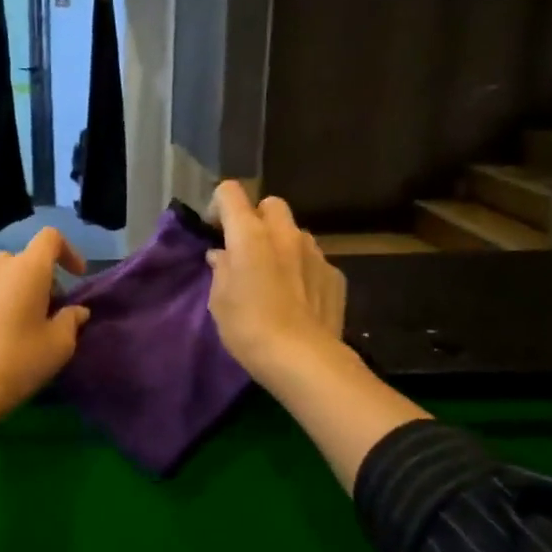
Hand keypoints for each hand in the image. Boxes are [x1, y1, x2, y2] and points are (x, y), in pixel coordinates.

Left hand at [0, 228, 89, 489]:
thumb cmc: (18, 362)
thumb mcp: (59, 345)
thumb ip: (72, 320)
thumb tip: (76, 311)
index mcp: (26, 270)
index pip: (50, 238)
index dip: (69, 252)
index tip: (78, 277)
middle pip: (24, 258)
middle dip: (42, 277)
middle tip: (51, 309)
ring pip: (1, 276)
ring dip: (17, 290)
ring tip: (25, 324)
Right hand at [205, 181, 346, 387]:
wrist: (302, 358)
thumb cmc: (248, 326)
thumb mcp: (219, 300)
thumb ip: (221, 269)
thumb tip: (222, 255)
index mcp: (250, 235)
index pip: (231, 193)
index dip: (219, 206)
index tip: (216, 231)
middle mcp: (285, 234)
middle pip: (271, 205)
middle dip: (257, 219)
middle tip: (247, 249)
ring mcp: (315, 252)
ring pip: (295, 233)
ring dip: (282, 245)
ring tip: (274, 277)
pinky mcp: (335, 275)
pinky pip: (314, 261)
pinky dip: (302, 270)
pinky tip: (297, 298)